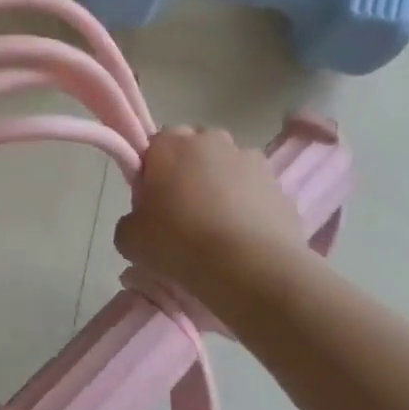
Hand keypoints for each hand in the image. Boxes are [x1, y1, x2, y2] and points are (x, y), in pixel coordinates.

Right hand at [115, 126, 310, 293]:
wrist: (250, 268)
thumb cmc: (179, 243)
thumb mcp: (129, 238)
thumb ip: (131, 220)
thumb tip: (143, 222)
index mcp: (170, 145)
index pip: (155, 145)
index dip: (151, 172)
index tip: (151, 202)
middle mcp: (212, 141)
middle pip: (194, 149)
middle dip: (187, 171)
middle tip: (181, 212)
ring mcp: (251, 160)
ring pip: (227, 167)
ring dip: (220, 186)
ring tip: (216, 227)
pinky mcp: (279, 185)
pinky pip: (253, 190)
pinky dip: (247, 205)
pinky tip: (241, 237)